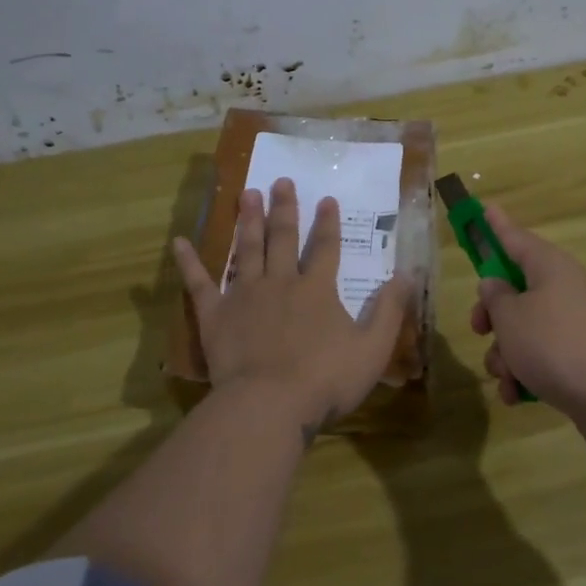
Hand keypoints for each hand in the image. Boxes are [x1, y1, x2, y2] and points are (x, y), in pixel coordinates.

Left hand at [174, 179, 413, 435]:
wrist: (269, 404)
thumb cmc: (325, 380)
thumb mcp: (372, 348)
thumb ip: (389, 310)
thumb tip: (406, 274)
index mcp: (317, 290)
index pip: (326, 248)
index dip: (328, 223)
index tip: (327, 199)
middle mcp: (280, 282)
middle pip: (283, 239)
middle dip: (284, 209)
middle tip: (281, 181)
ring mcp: (244, 295)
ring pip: (246, 250)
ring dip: (248, 221)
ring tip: (246, 194)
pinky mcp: (215, 315)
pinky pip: (199, 284)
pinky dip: (189, 262)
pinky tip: (179, 241)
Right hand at [469, 203, 585, 451]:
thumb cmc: (553, 344)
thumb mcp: (510, 317)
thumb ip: (495, 297)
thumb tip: (495, 285)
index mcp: (548, 266)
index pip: (515, 237)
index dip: (496, 225)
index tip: (484, 208)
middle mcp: (563, 288)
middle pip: (515, 290)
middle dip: (491, 315)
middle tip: (479, 329)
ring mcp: (573, 323)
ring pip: (523, 329)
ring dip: (505, 354)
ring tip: (506, 376)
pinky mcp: (578, 356)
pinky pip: (540, 357)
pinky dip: (525, 374)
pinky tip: (517, 396)